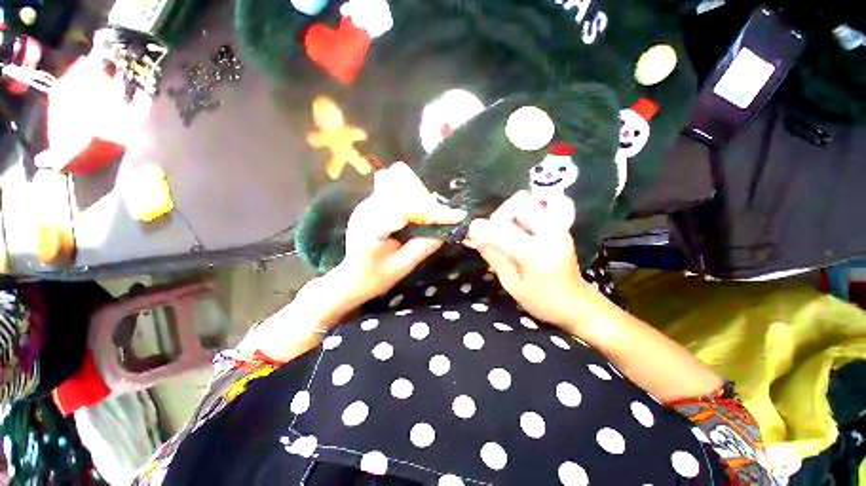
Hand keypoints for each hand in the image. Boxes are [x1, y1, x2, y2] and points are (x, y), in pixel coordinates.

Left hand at [333, 162, 466, 307]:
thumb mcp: (403, 266)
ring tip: (426, 216)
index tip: (456, 216)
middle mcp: (367, 209)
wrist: (352, 277)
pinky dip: (410, 197)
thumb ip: (424, 246)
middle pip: (402, 186)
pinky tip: (413, 214)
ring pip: (398, 181)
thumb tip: (448, 230)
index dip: (433, 211)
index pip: (406, 209)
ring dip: (418, 195)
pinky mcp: (370, 202)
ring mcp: (367, 202)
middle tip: (439, 219)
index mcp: (372, 228)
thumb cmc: (376, 277)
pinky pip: (394, 187)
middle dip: (426, 201)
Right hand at [463, 190, 590, 329]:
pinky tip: (515, 235)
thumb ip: (494, 257)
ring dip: (508, 215)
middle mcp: (551, 232)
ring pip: (525, 202)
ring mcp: (557, 226)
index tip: (470, 233)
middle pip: (518, 203)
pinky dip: (517, 217)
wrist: (576, 303)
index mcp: (538, 253)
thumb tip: (474, 237)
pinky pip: (532, 209)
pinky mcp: (557, 225)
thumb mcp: (512, 284)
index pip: (503, 229)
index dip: (482, 228)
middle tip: (493, 236)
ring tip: (504, 236)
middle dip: (499, 217)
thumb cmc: (542, 301)